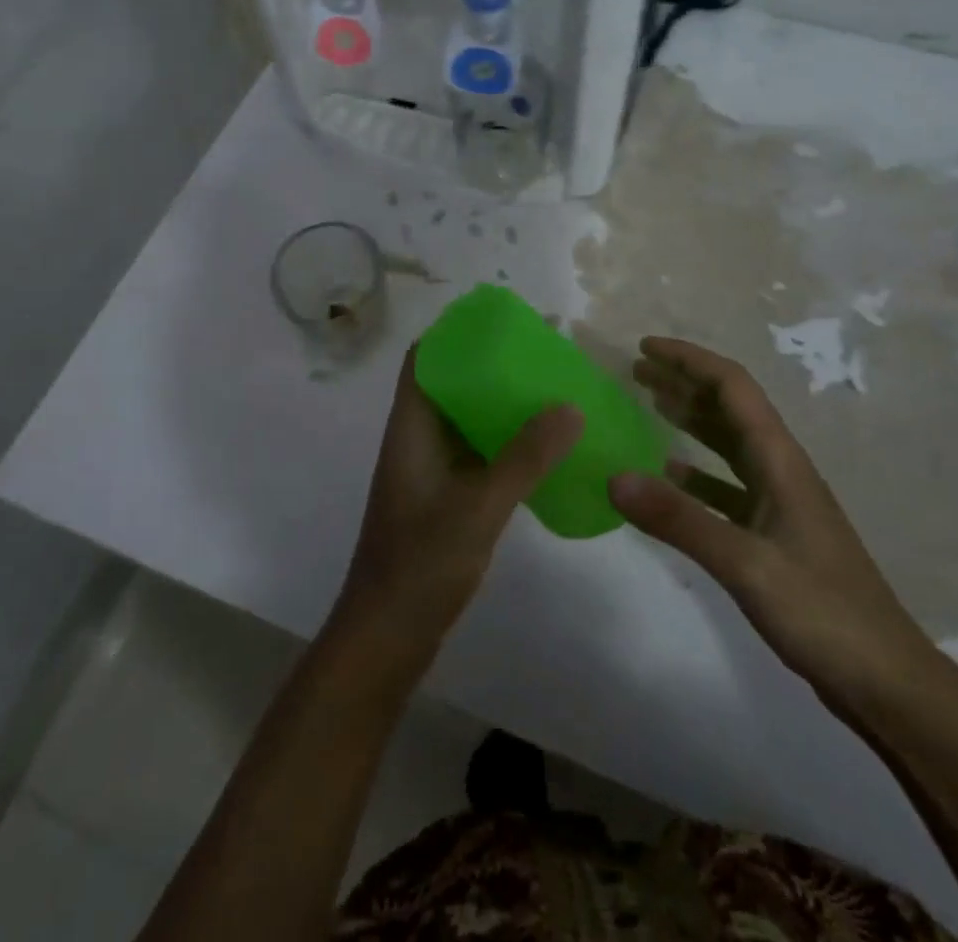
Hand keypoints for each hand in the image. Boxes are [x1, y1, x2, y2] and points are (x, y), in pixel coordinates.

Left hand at [336, 347, 584, 652]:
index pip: (424, 358)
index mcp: (411, 427)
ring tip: (551, 388)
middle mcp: (418, 439)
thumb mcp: (478, 507)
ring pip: (467, 419)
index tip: (502, 319)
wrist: (387, 637)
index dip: (456, 332)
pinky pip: (478, 452)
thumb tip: (570, 405)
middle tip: (543, 352)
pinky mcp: (446, 498)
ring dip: (501, 402)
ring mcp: (431, 471)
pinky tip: (543, 445)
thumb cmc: (421, 564)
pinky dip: (506, 440)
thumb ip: (524, 458)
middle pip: (451, 383)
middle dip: (491, 363)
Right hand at [609, 338, 935, 710]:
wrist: (889, 684)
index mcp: (780, 461)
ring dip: (690, 419)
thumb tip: (613, 476)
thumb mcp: (746, 564)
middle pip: (730, 408)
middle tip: (636, 370)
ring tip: (649, 404)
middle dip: (684, 381)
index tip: (644, 348)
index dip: (689, 360)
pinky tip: (670, 476)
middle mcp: (781, 470)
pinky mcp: (775, 536)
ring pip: (728, 444)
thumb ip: (679, 519)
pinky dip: (697, 472)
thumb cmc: (824, 614)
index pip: (733, 387)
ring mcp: (780, 504)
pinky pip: (728, 486)